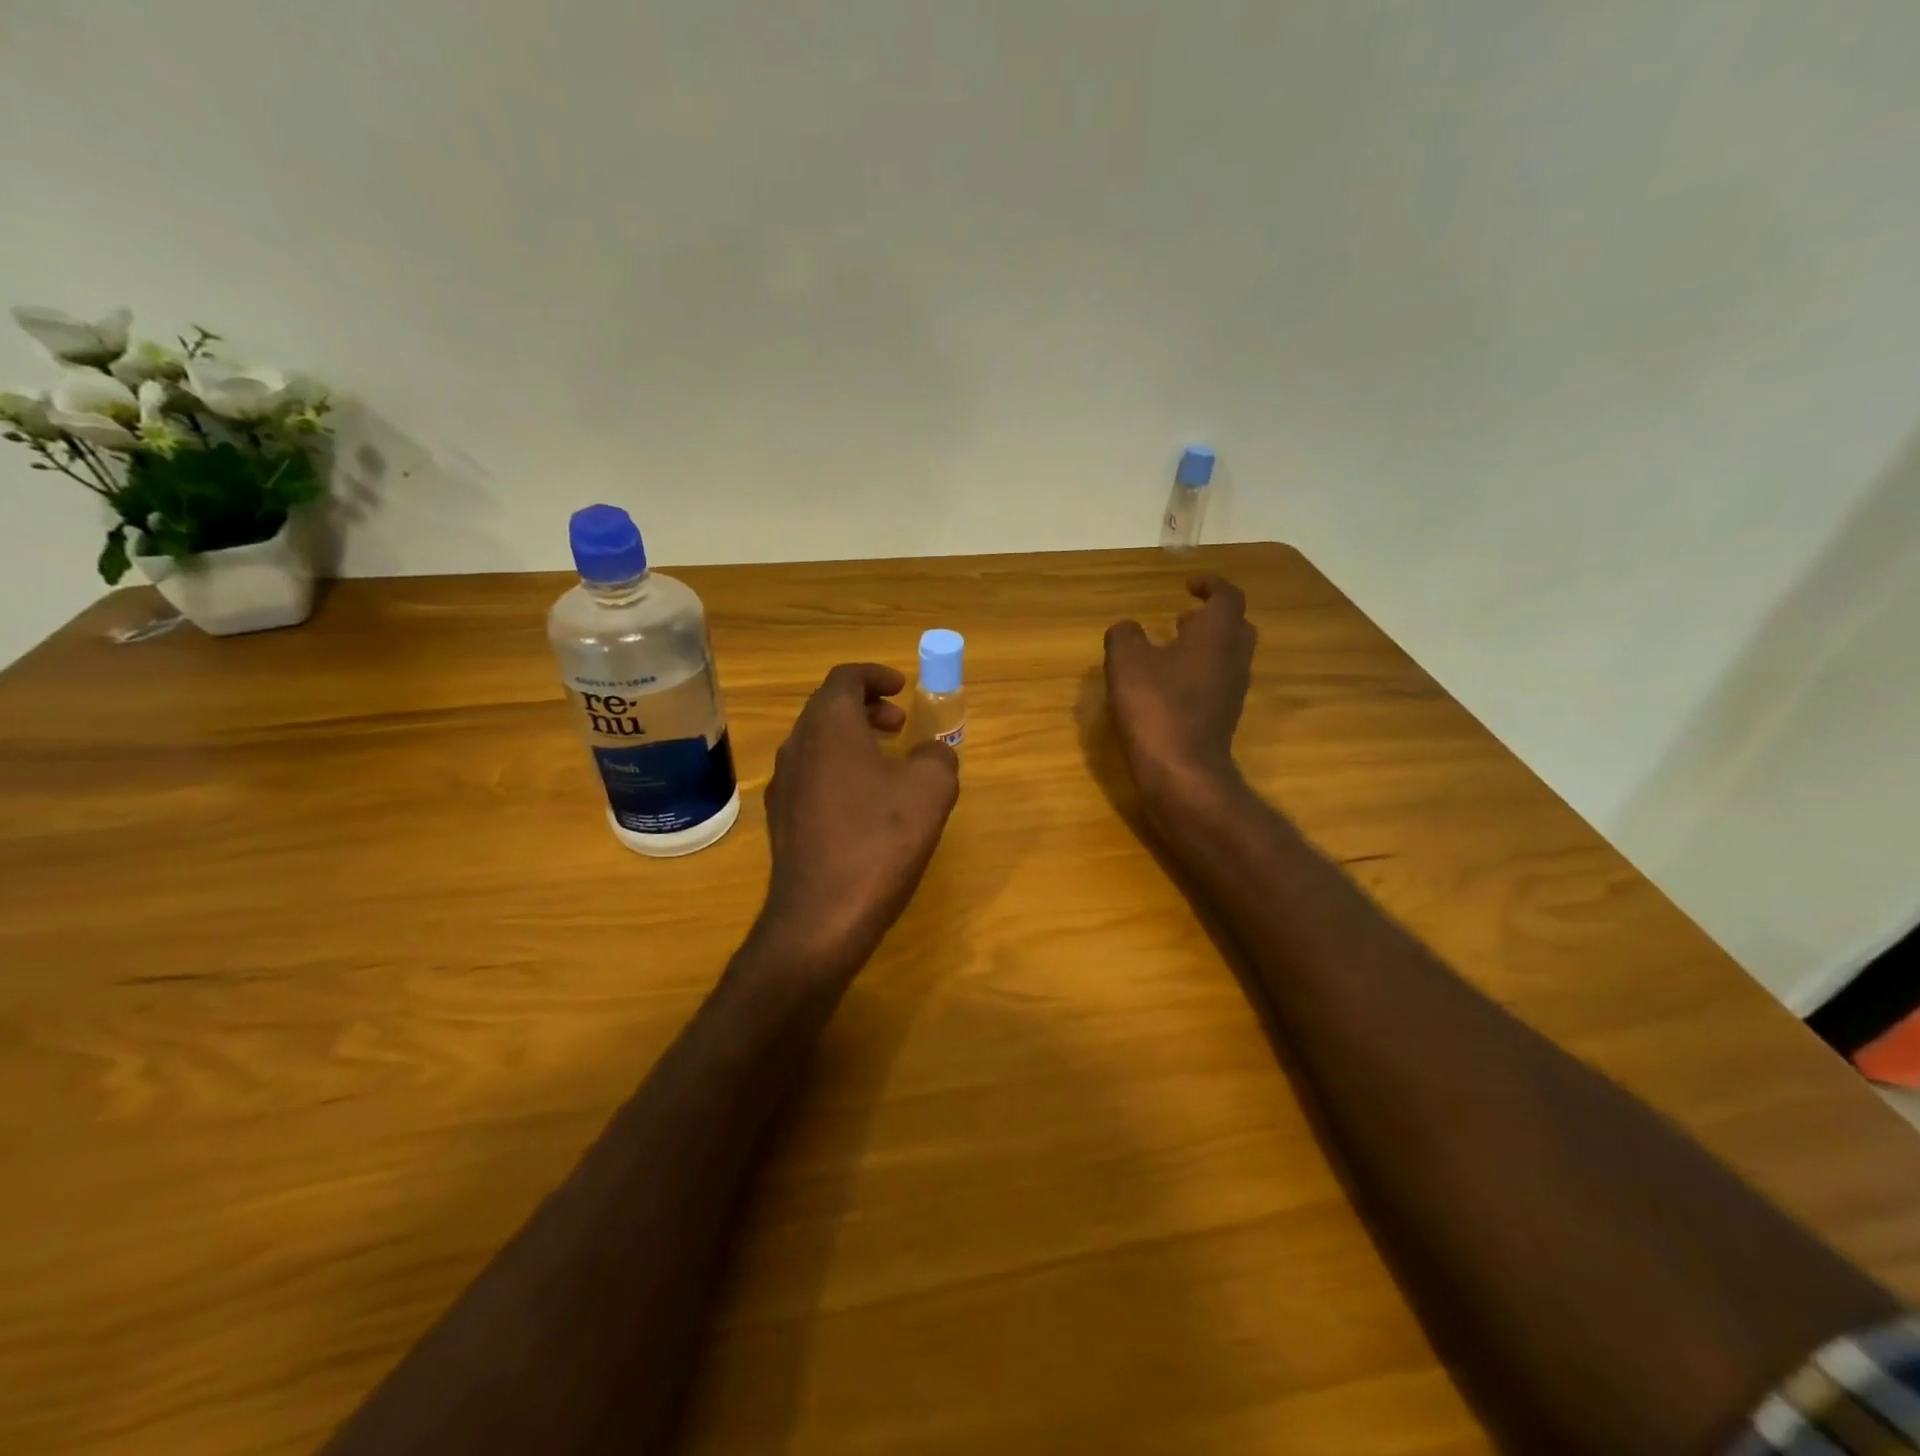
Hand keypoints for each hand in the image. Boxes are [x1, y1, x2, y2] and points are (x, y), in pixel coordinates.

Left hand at [757, 663, 960, 976]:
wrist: (821, 915)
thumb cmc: (879, 841)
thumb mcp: (930, 790)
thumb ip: (937, 756)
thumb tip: (930, 753)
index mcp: (828, 726)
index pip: (845, 678)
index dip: (876, 676)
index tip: (902, 687)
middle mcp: (797, 746)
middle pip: (827, 707)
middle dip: (865, 706)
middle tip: (899, 724)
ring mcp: (783, 784)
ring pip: (817, 742)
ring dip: (852, 738)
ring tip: (887, 762)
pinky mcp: (782, 818)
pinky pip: (811, 774)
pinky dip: (839, 768)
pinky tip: (865, 803)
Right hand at [1103, 575, 1256, 811]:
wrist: (1181, 771)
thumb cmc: (1156, 706)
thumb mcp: (1126, 662)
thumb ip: (1125, 635)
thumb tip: (1127, 628)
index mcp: (1217, 634)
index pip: (1228, 596)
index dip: (1210, 585)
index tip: (1188, 584)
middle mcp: (1234, 658)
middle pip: (1235, 626)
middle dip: (1212, 617)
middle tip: (1183, 617)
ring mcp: (1232, 691)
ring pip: (1228, 657)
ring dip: (1205, 647)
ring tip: (1171, 649)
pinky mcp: (1223, 718)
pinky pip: (1217, 684)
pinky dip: (1199, 674)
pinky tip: (1169, 686)